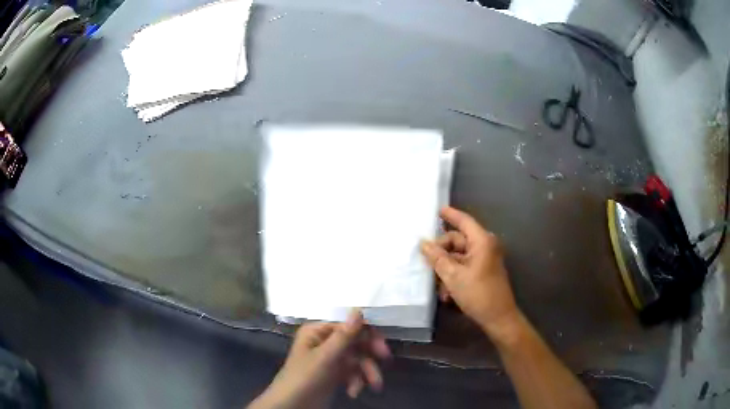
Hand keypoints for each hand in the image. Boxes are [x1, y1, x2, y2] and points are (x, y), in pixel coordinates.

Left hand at [249, 311, 390, 408]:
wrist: (292, 406)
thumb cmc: (304, 378)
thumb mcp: (325, 357)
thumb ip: (344, 336)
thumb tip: (358, 309)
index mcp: (318, 332)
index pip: (349, 326)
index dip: (368, 336)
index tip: (382, 350)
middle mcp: (324, 342)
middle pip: (356, 343)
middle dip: (369, 357)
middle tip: (383, 365)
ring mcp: (330, 359)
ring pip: (357, 359)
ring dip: (366, 372)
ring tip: (374, 386)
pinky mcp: (334, 374)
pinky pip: (352, 372)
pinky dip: (356, 381)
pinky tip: (353, 392)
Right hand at [420, 206, 520, 340]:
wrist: (498, 317)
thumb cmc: (478, 293)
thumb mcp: (453, 276)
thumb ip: (437, 258)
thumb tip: (423, 243)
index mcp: (482, 241)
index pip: (464, 221)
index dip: (450, 215)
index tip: (437, 210)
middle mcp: (485, 246)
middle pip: (457, 241)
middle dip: (441, 254)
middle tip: (427, 265)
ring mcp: (485, 260)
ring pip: (458, 257)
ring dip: (446, 270)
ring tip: (440, 288)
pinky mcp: (483, 272)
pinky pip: (464, 267)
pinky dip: (454, 277)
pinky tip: (447, 294)